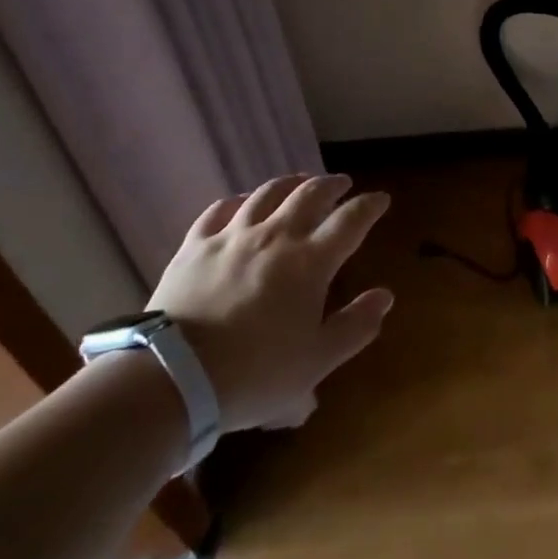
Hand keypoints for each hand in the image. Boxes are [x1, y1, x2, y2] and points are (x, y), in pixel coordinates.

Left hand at [149, 173, 392, 431]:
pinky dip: (239, 200)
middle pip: (310, 194)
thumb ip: (355, 327)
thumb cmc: (254, 374)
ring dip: (291, 183)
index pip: (350, 221)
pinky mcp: (195, 245)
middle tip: (343, 183)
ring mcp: (232, 236)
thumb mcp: (317, 362)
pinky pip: (220, 209)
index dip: (369, 206)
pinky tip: (243, 202)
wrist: (173, 377)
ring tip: (300, 181)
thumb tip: (384, 296)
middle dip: (332, 185)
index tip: (381, 199)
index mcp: (310, 261)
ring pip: (267, 193)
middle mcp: (275, 236)